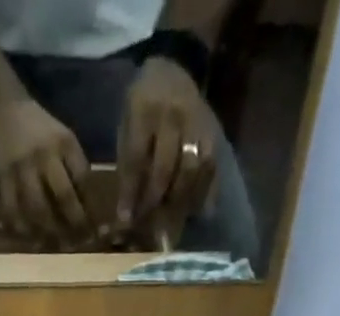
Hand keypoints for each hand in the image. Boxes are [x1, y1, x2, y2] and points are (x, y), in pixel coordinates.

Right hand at [0, 97, 93, 243]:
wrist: (1, 106)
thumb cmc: (38, 129)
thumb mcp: (63, 139)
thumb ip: (75, 169)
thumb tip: (88, 209)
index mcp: (64, 143)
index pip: (83, 180)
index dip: (89, 207)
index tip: (94, 229)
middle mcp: (44, 155)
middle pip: (63, 198)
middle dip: (73, 225)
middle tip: (76, 245)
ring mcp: (22, 168)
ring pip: (38, 210)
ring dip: (48, 233)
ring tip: (54, 246)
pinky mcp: (1, 178)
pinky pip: (12, 211)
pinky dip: (21, 229)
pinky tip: (29, 240)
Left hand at [116, 58, 217, 234]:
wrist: (175, 68)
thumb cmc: (144, 103)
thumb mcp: (127, 122)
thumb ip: (128, 161)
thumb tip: (127, 208)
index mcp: (144, 110)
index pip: (136, 159)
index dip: (131, 192)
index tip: (126, 219)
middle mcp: (173, 115)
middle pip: (165, 169)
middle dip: (154, 200)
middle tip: (148, 223)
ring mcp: (196, 123)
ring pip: (191, 171)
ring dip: (180, 201)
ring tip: (172, 220)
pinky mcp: (213, 133)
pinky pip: (210, 168)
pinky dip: (204, 193)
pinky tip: (196, 211)